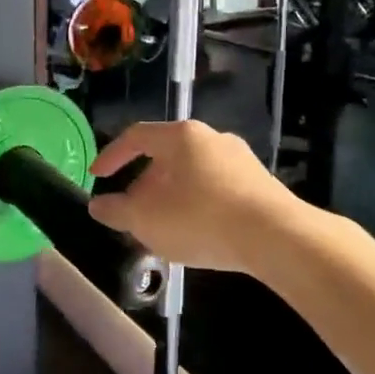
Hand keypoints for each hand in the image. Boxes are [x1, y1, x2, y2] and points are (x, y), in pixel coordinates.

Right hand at [86, 121, 302, 274]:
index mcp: (181, 137)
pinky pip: (216, 188)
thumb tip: (98, 206)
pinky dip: (197, 204)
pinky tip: (197, 232)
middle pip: (166, 155)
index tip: (98, 177)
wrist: (276, 236)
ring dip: (171, 196)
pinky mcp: (260, 183)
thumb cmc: (201, 219)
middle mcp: (212, 138)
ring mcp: (240, 159)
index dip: (112, 156)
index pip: (136, 136)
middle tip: (132, 211)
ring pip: (192, 173)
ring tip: (162, 227)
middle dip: (143, 185)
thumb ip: (117, 211)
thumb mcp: (147, 220)